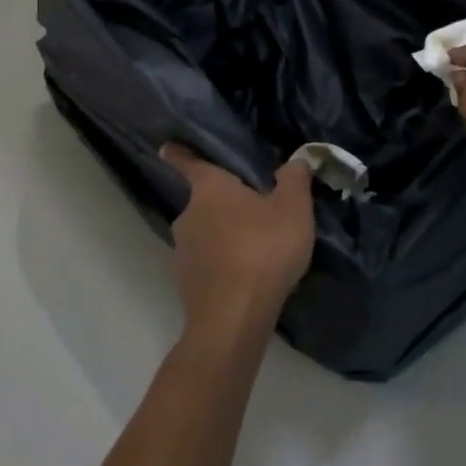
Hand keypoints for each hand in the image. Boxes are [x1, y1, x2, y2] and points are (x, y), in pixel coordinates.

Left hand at [159, 144, 315, 338]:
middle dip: (223, 203)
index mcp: (210, 188)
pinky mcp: (185, 284)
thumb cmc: (263, 250)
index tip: (168, 147)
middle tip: (252, 209)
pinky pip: (206, 263)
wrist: (233, 318)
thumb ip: (295, 179)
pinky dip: (221, 264)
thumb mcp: (293, 208)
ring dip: (223, 235)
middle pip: (202, 201)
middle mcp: (188, 215)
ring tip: (254, 246)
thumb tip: (296, 159)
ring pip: (204, 233)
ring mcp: (183, 252)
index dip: (180, 153)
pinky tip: (245, 275)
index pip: (190, 163)